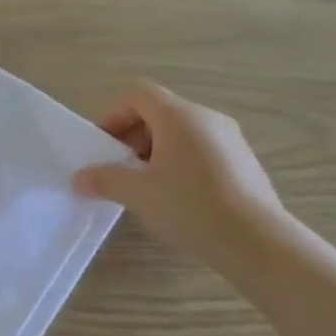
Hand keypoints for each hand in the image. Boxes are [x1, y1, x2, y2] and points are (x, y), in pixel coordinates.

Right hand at [72, 83, 284, 276]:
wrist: (256, 241)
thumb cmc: (191, 207)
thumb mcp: (138, 194)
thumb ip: (105, 180)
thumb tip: (79, 178)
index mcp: (180, 117)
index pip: (138, 94)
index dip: (112, 115)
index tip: (102, 147)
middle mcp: (208, 119)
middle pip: (158, 112)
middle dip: (131, 136)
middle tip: (118, 169)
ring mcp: (230, 139)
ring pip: (180, 132)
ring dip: (153, 152)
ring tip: (144, 187)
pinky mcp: (243, 162)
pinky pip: (200, 149)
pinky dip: (178, 163)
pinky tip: (175, 197)